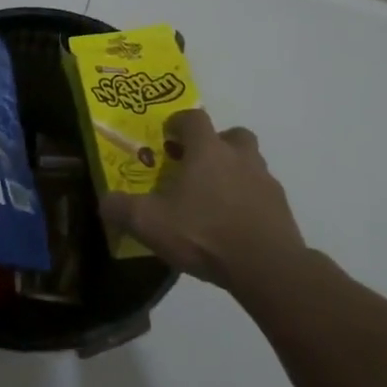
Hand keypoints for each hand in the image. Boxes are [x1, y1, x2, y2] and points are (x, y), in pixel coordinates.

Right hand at [101, 108, 304, 289]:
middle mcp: (240, 156)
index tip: (167, 137)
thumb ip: (122, 208)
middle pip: (231, 135)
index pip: (194, 118)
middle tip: (197, 166)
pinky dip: (249, 201)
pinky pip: (262, 195)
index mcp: (208, 150)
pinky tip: (234, 225)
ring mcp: (265, 181)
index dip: (179, 123)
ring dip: (234, 172)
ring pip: (249, 164)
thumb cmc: (204, 233)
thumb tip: (104, 201)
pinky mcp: (281, 208)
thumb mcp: (150, 223)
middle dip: (214, 145)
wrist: (267, 267)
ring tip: (214, 199)